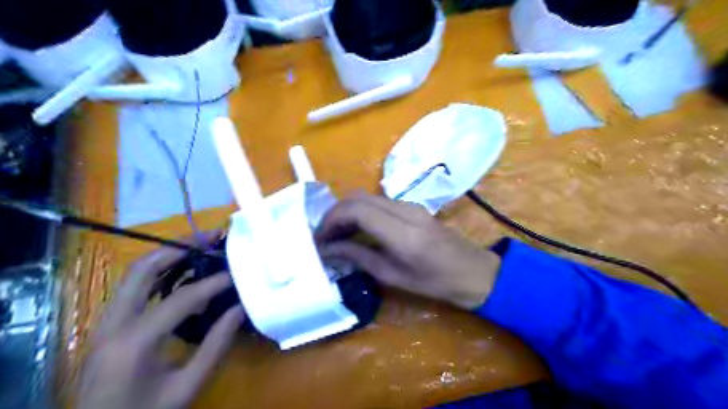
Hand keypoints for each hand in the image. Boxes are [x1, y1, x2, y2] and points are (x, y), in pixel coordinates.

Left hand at [79, 235, 243, 408]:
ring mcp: (106, 323)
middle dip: (179, 247)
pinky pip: (134, 288)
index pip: (180, 299)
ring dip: (167, 255)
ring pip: (134, 274)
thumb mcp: (186, 387)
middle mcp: (113, 324)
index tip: (235, 273)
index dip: (212, 283)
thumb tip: (240, 309)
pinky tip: (182, 273)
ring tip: (198, 245)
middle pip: (143, 270)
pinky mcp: (108, 326)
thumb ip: (215, 346)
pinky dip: (159, 272)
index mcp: (133, 342)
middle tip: (210, 236)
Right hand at [315, 194, 501, 308]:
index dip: (332, 220)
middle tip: (324, 236)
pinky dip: (360, 211)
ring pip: (366, 197)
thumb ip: (359, 256)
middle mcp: (404, 209)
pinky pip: (378, 202)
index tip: (320, 239)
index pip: (357, 210)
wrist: (472, 271)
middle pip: (358, 197)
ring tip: (336, 235)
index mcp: (402, 232)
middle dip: (335, 213)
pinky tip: (356, 229)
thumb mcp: (393, 275)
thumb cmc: (435, 282)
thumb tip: (328, 249)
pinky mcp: (411, 206)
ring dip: (347, 211)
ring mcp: (409, 204)